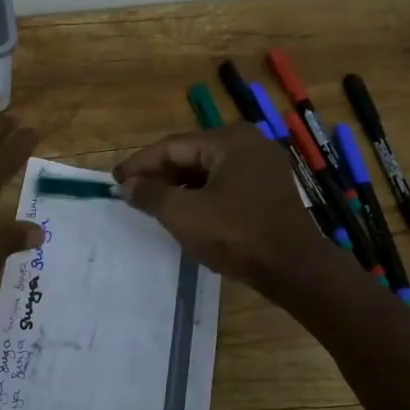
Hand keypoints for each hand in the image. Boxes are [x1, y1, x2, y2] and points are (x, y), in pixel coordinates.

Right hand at [113, 124, 335, 291]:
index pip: (172, 146)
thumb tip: (128, 186)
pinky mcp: (269, 188)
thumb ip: (151, 194)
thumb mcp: (184, 214)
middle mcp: (248, 143)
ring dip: (179, 185)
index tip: (115, 179)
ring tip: (153, 203)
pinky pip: (224, 182)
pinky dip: (201, 193)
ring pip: (207, 169)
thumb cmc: (236, 235)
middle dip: (159, 174)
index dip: (139, 164)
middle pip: (190, 154)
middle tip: (132, 192)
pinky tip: (185, 210)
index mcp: (229, 140)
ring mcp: (263, 165)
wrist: (294, 268)